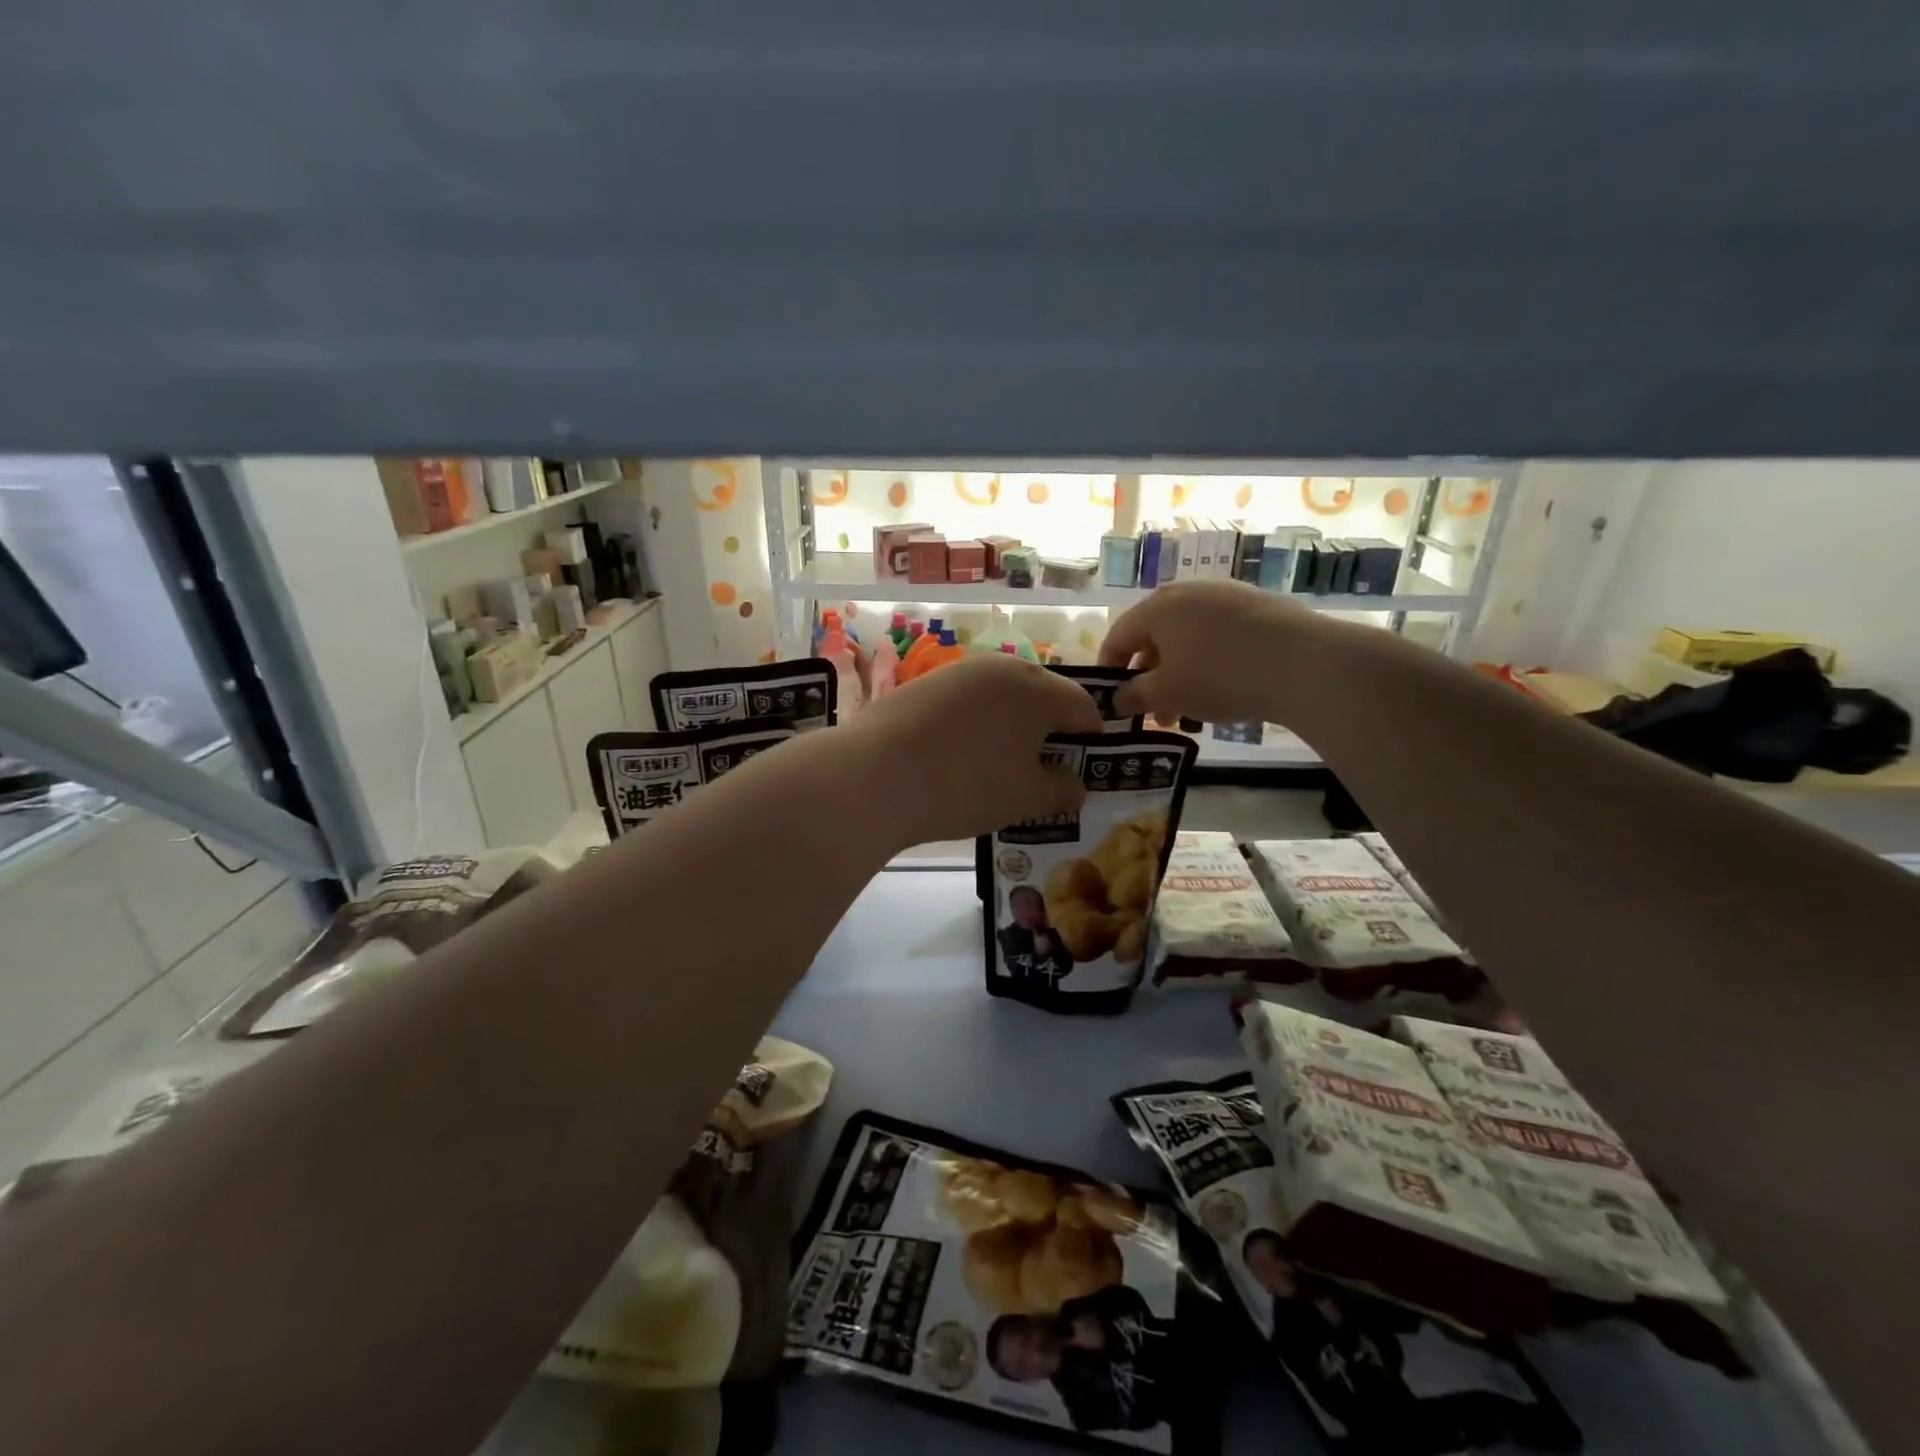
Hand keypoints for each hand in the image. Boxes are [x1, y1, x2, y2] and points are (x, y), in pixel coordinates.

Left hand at [845, 653, 1103, 843]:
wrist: (875, 775)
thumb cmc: (966, 786)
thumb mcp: (1026, 798)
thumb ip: (1061, 790)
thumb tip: (1074, 785)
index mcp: (1039, 689)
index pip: (1084, 707)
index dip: (1091, 738)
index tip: (1081, 768)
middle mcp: (1003, 667)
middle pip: (1043, 695)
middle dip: (1050, 729)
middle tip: (1041, 769)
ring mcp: (960, 671)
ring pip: (1003, 695)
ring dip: (1011, 724)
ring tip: (998, 764)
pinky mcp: (926, 683)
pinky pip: (968, 700)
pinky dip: (975, 723)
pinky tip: (958, 754)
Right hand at [1100, 581, 1327, 723]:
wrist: (1304, 663)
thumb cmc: (1219, 676)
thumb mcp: (1167, 693)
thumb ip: (1134, 696)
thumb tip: (1118, 699)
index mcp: (1157, 607)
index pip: (1118, 637)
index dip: (1109, 669)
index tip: (1110, 699)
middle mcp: (1187, 591)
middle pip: (1154, 636)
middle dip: (1148, 676)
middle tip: (1152, 711)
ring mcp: (1225, 595)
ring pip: (1187, 637)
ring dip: (1178, 673)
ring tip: (1186, 710)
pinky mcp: (1257, 606)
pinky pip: (1217, 635)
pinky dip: (1207, 661)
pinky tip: (1221, 690)